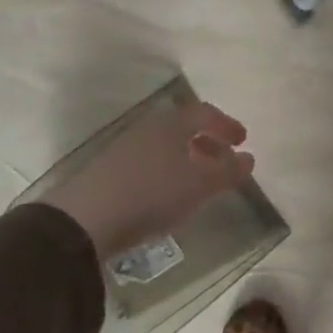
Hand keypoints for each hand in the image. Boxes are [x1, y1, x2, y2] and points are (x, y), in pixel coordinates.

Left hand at [31, 101, 253, 258]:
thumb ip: (227, 172)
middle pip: (184, 127)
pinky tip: (165, 195)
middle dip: (207, 142)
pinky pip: (147, 161)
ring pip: (165, 145)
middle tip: (223, 161)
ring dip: (186, 158)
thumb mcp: (199, 187)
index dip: (226, 125)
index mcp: (173, 123)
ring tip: (197, 182)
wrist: (83, 219)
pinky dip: (165, 170)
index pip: (206, 113)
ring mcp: (125, 147)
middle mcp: (149, 127)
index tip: (242, 141)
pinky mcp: (107, 170)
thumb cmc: (151, 194)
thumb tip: (249, 158)